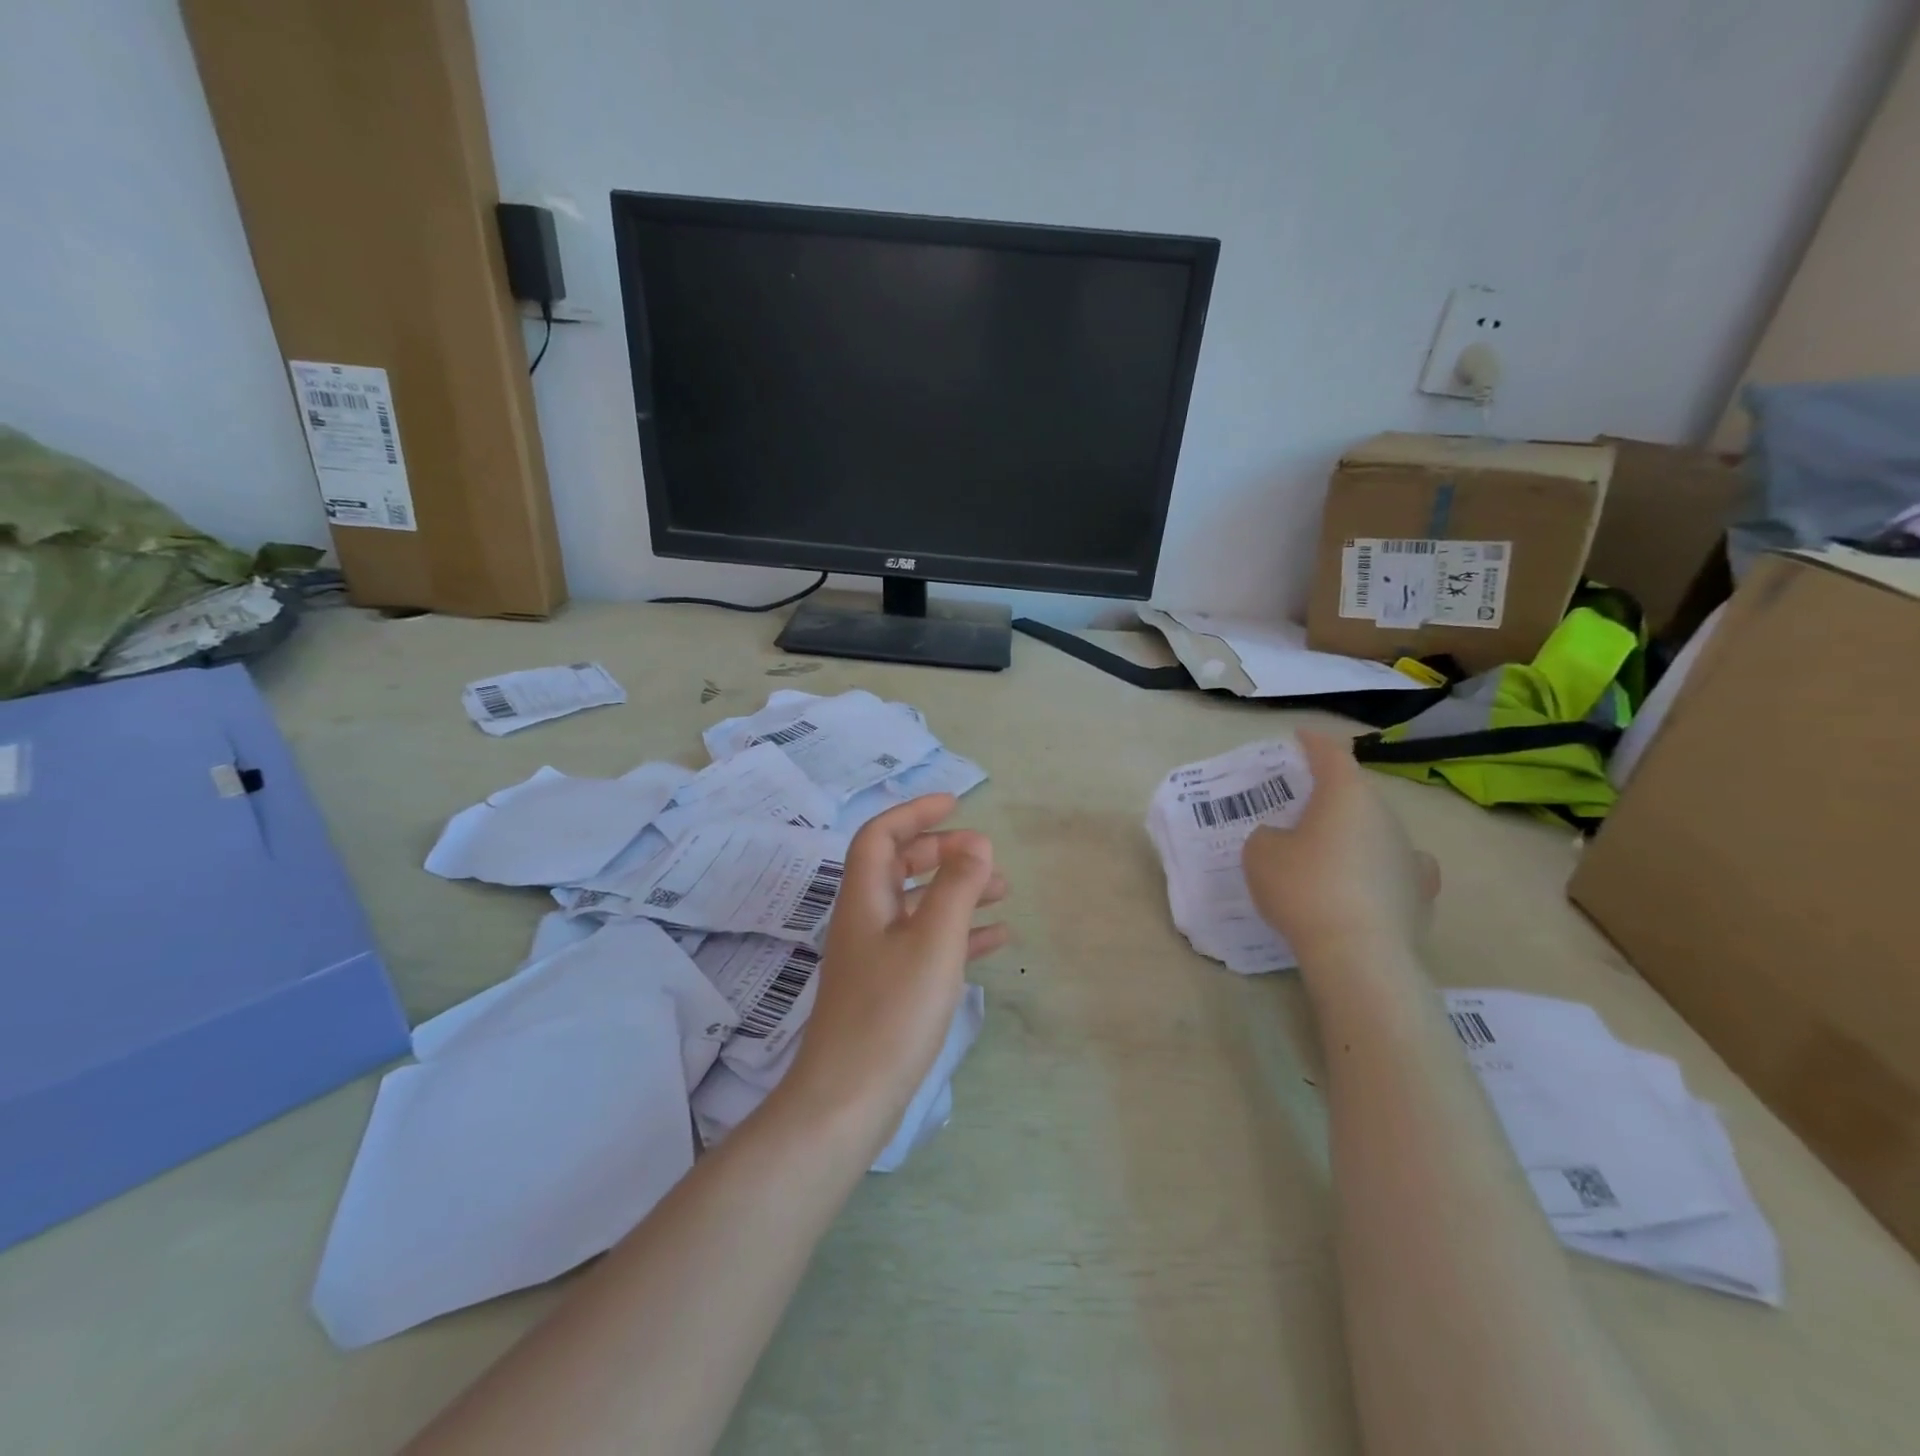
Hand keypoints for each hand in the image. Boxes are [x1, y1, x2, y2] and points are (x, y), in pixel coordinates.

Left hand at [781, 795, 1007, 1147]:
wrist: (849, 1100)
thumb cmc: (892, 1012)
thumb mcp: (934, 941)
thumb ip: (956, 887)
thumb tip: (977, 841)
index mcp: (864, 899)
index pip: (880, 835)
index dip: (915, 812)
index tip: (955, 803)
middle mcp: (864, 920)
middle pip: (899, 866)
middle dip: (943, 853)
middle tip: (986, 856)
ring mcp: (874, 956)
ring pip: (918, 906)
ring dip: (958, 892)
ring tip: (1004, 892)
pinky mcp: (888, 988)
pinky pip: (926, 944)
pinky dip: (959, 933)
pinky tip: (996, 940)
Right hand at [1242, 730, 1438, 962]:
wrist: (1358, 953)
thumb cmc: (1303, 888)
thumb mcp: (1260, 853)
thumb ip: (1268, 836)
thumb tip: (1284, 840)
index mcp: (1346, 794)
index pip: (1331, 754)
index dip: (1313, 743)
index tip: (1300, 738)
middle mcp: (1385, 815)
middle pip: (1356, 794)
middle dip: (1330, 795)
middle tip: (1299, 806)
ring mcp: (1409, 854)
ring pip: (1377, 830)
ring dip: (1353, 833)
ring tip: (1326, 851)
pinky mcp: (1420, 893)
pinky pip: (1396, 868)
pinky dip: (1381, 868)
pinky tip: (1369, 881)